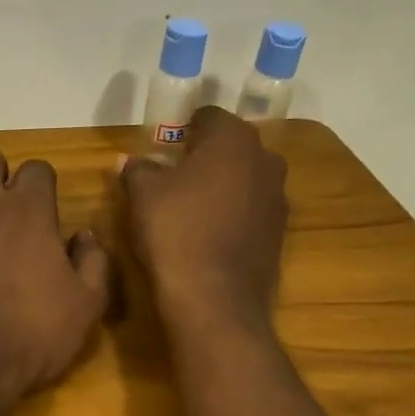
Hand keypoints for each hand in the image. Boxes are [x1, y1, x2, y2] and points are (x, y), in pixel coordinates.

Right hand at [122, 106, 288, 333]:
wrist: (214, 299)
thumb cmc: (175, 231)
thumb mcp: (142, 194)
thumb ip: (139, 168)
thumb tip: (134, 161)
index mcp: (233, 139)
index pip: (208, 116)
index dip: (184, 128)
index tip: (165, 148)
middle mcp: (265, 160)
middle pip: (231, 146)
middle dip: (206, 155)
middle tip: (175, 175)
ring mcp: (278, 198)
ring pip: (245, 178)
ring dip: (223, 184)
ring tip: (192, 206)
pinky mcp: (280, 232)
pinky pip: (252, 209)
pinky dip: (234, 213)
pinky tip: (209, 233)